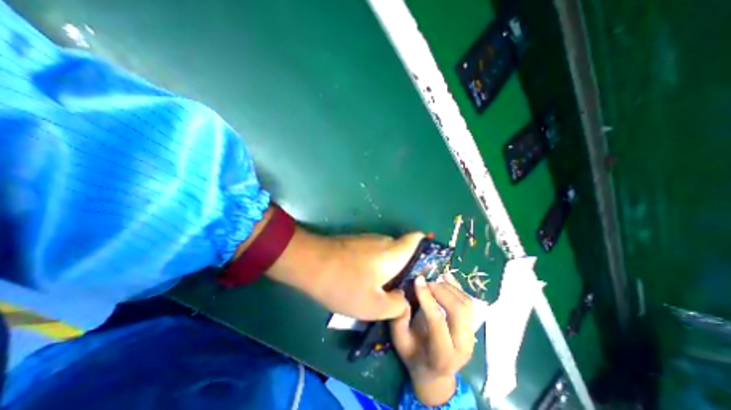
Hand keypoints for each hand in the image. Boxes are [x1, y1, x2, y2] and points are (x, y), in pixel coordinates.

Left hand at [264, 228, 422, 319]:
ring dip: (389, 268)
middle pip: (403, 250)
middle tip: (404, 289)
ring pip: (388, 253)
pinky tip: (365, 281)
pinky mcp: (356, 243)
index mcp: (394, 252)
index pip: (417, 238)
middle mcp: (384, 241)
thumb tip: (404, 300)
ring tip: (384, 289)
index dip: (426, 248)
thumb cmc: (345, 284)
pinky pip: (374, 253)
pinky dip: (376, 265)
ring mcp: (368, 240)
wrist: (310, 263)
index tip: (425, 268)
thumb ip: (397, 305)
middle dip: (407, 268)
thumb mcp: (373, 306)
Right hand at [391, 273, 477, 406]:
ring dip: (449, 287)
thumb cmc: (413, 355)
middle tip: (425, 282)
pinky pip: (469, 303)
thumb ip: (399, 319)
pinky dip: (457, 287)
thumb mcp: (400, 341)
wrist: (435, 372)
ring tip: (433, 281)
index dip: (427, 298)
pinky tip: (446, 276)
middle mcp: (462, 347)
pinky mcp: (472, 327)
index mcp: (442, 355)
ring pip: (466, 304)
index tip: (418, 280)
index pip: (438, 321)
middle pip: (458, 311)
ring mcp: (471, 336)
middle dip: (440, 290)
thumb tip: (403, 293)